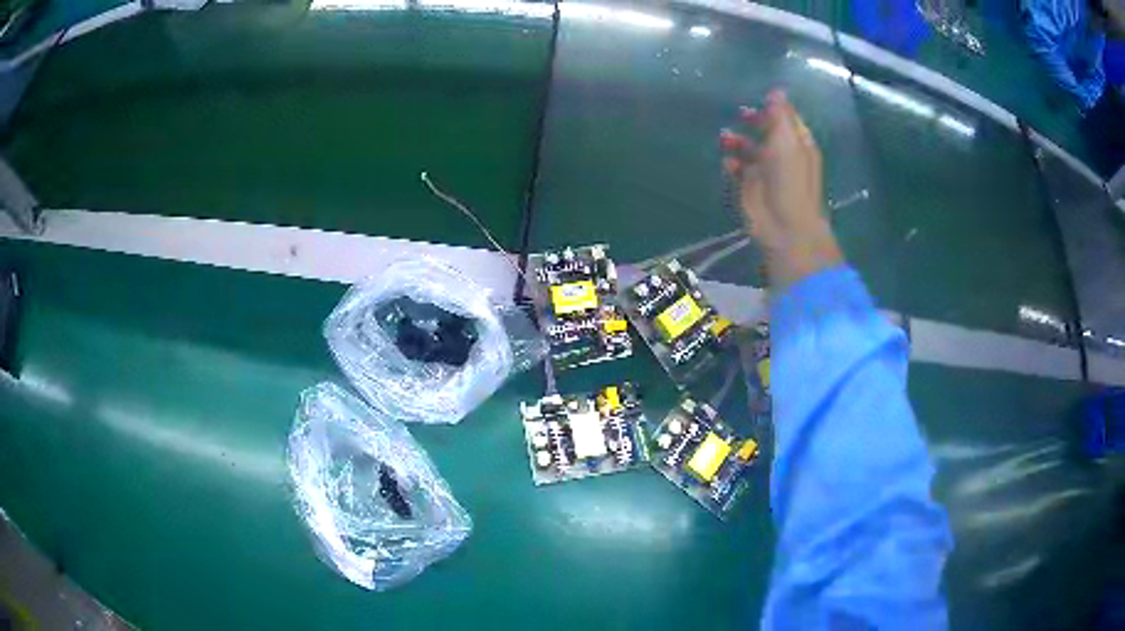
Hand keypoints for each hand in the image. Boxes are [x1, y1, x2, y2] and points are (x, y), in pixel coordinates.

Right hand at [721, 90, 841, 288]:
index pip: (787, 119)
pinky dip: (732, 162)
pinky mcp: (750, 187)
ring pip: (749, 148)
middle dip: (754, 121)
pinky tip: (728, 162)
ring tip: (725, 137)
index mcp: (798, 143)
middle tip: (741, 114)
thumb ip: (780, 114)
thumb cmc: (790, 179)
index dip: (774, 108)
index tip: (759, 97)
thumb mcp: (787, 140)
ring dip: (737, 141)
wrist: (783, 224)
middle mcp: (783, 155)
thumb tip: (777, 90)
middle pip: (767, 131)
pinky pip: (738, 168)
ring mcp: (766, 172)